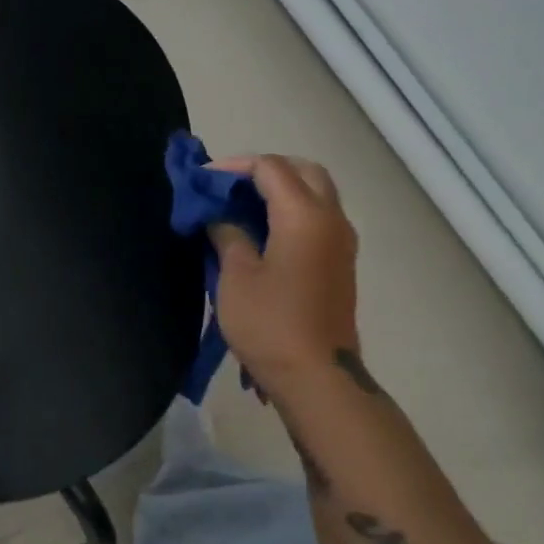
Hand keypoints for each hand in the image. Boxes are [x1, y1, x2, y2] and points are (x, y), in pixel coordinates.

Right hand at [207, 154, 360, 393]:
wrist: (317, 376)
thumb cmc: (270, 323)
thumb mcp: (235, 276)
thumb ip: (228, 234)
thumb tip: (221, 217)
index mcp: (305, 215)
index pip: (270, 168)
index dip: (233, 167)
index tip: (201, 180)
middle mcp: (331, 219)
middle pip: (303, 171)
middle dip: (264, 170)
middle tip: (228, 187)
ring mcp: (341, 242)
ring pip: (316, 193)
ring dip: (281, 190)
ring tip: (240, 207)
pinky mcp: (340, 263)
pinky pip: (318, 218)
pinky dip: (292, 211)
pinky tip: (262, 232)